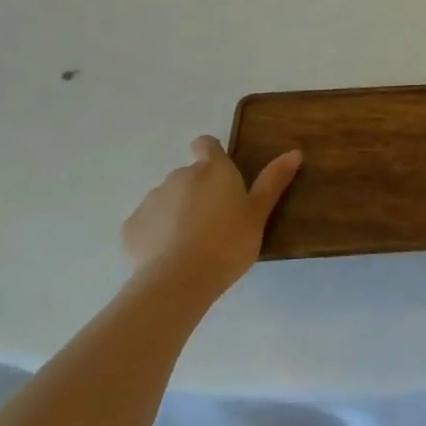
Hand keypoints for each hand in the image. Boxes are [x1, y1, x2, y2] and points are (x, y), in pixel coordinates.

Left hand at [122, 136, 301, 299]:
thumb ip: (273, 181)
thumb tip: (295, 151)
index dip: (210, 154)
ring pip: (166, 200)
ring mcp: (153, 199)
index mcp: (213, 169)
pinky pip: (144, 225)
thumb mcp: (258, 214)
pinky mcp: (131, 226)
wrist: (179, 280)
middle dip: (196, 193)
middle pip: (188, 176)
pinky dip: (153, 235)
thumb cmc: (228, 242)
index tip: (219, 177)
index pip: (206, 144)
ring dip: (175, 213)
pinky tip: (164, 258)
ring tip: (188, 245)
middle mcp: (180, 175)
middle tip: (212, 224)